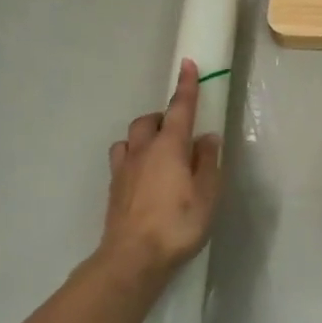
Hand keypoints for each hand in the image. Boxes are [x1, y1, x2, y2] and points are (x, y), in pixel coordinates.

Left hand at [99, 59, 223, 284]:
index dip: (186, 86)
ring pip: (130, 138)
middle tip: (181, 130)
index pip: (179, 108)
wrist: (132, 258)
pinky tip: (144, 175)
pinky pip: (122, 159)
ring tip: (160, 151)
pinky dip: (134, 157)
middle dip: (163, 117)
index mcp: (169, 147)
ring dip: (145, 136)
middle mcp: (143, 151)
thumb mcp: (207, 194)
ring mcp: (123, 169)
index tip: (188, 64)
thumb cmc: (177, 224)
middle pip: (149, 120)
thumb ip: (208, 162)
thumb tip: (207, 138)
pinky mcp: (114, 188)